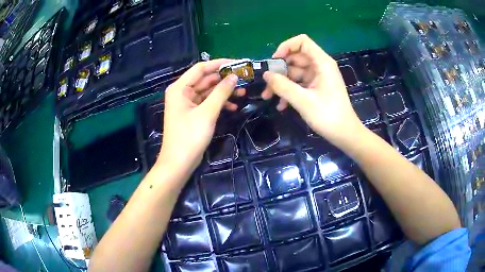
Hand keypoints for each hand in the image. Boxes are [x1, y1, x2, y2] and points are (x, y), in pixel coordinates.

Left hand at [156, 59, 243, 179]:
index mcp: (180, 88)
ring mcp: (187, 103)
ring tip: (243, 92)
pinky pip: (207, 102)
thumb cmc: (190, 136)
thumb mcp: (207, 112)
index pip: (200, 68)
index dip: (219, 64)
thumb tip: (235, 76)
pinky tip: (233, 106)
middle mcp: (182, 92)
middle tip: (244, 78)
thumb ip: (221, 92)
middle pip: (205, 79)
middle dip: (224, 79)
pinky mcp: (193, 113)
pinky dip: (219, 103)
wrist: (179, 163)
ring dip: (224, 92)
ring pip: (208, 91)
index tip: (237, 63)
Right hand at [261, 34, 363, 146]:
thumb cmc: (328, 116)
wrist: (345, 134)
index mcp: (322, 63)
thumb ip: (283, 86)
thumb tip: (266, 75)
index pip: (302, 42)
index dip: (286, 47)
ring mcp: (318, 78)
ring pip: (295, 73)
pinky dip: (289, 91)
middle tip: (267, 84)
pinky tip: (281, 106)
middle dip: (279, 70)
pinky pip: (299, 84)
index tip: (274, 61)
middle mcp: (320, 66)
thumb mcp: (303, 101)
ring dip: (281, 83)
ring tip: (268, 97)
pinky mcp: (316, 88)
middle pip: (295, 58)